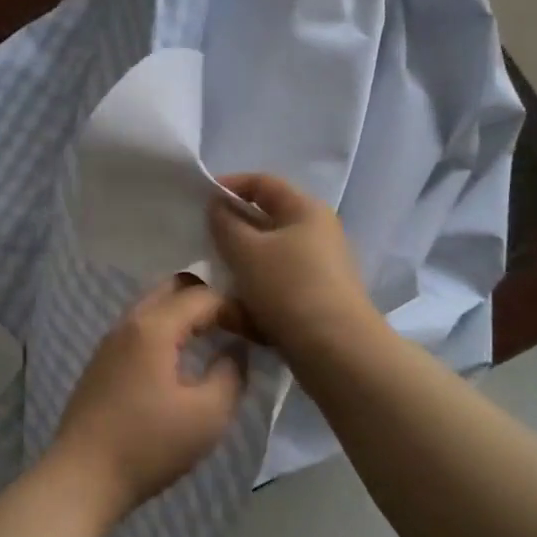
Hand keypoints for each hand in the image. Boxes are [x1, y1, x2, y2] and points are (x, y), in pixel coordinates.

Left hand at [47, 277, 246, 526]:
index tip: (259, 336)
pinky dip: (167, 329)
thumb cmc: (149, 445)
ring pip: (154, 306)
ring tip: (215, 340)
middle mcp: (128, 321)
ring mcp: (110, 340)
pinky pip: (141, 327)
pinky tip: (181, 358)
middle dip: (209, 300)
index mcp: (152, 326)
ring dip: (186, 315)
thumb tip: (236, 349)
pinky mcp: (102, 360)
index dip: (236, 309)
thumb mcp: (207, 415)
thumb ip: (231, 374)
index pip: (203, 296)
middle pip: (174, 288)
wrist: (83, 476)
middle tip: (236, 328)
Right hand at [207, 172, 381, 360]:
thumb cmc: (289, 287)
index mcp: (305, 211)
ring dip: (238, 271)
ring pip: (265, 260)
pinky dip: (253, 299)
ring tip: (213, 286)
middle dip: (230, 234)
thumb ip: (224, 223)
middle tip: (201, 244)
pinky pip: (274, 290)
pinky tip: (235, 316)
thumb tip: (217, 206)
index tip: (199, 201)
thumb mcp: (246, 250)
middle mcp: (316, 234)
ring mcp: (317, 270)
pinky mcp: (313, 302)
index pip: (262, 183)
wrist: (337, 352)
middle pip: (263, 223)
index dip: (229, 185)